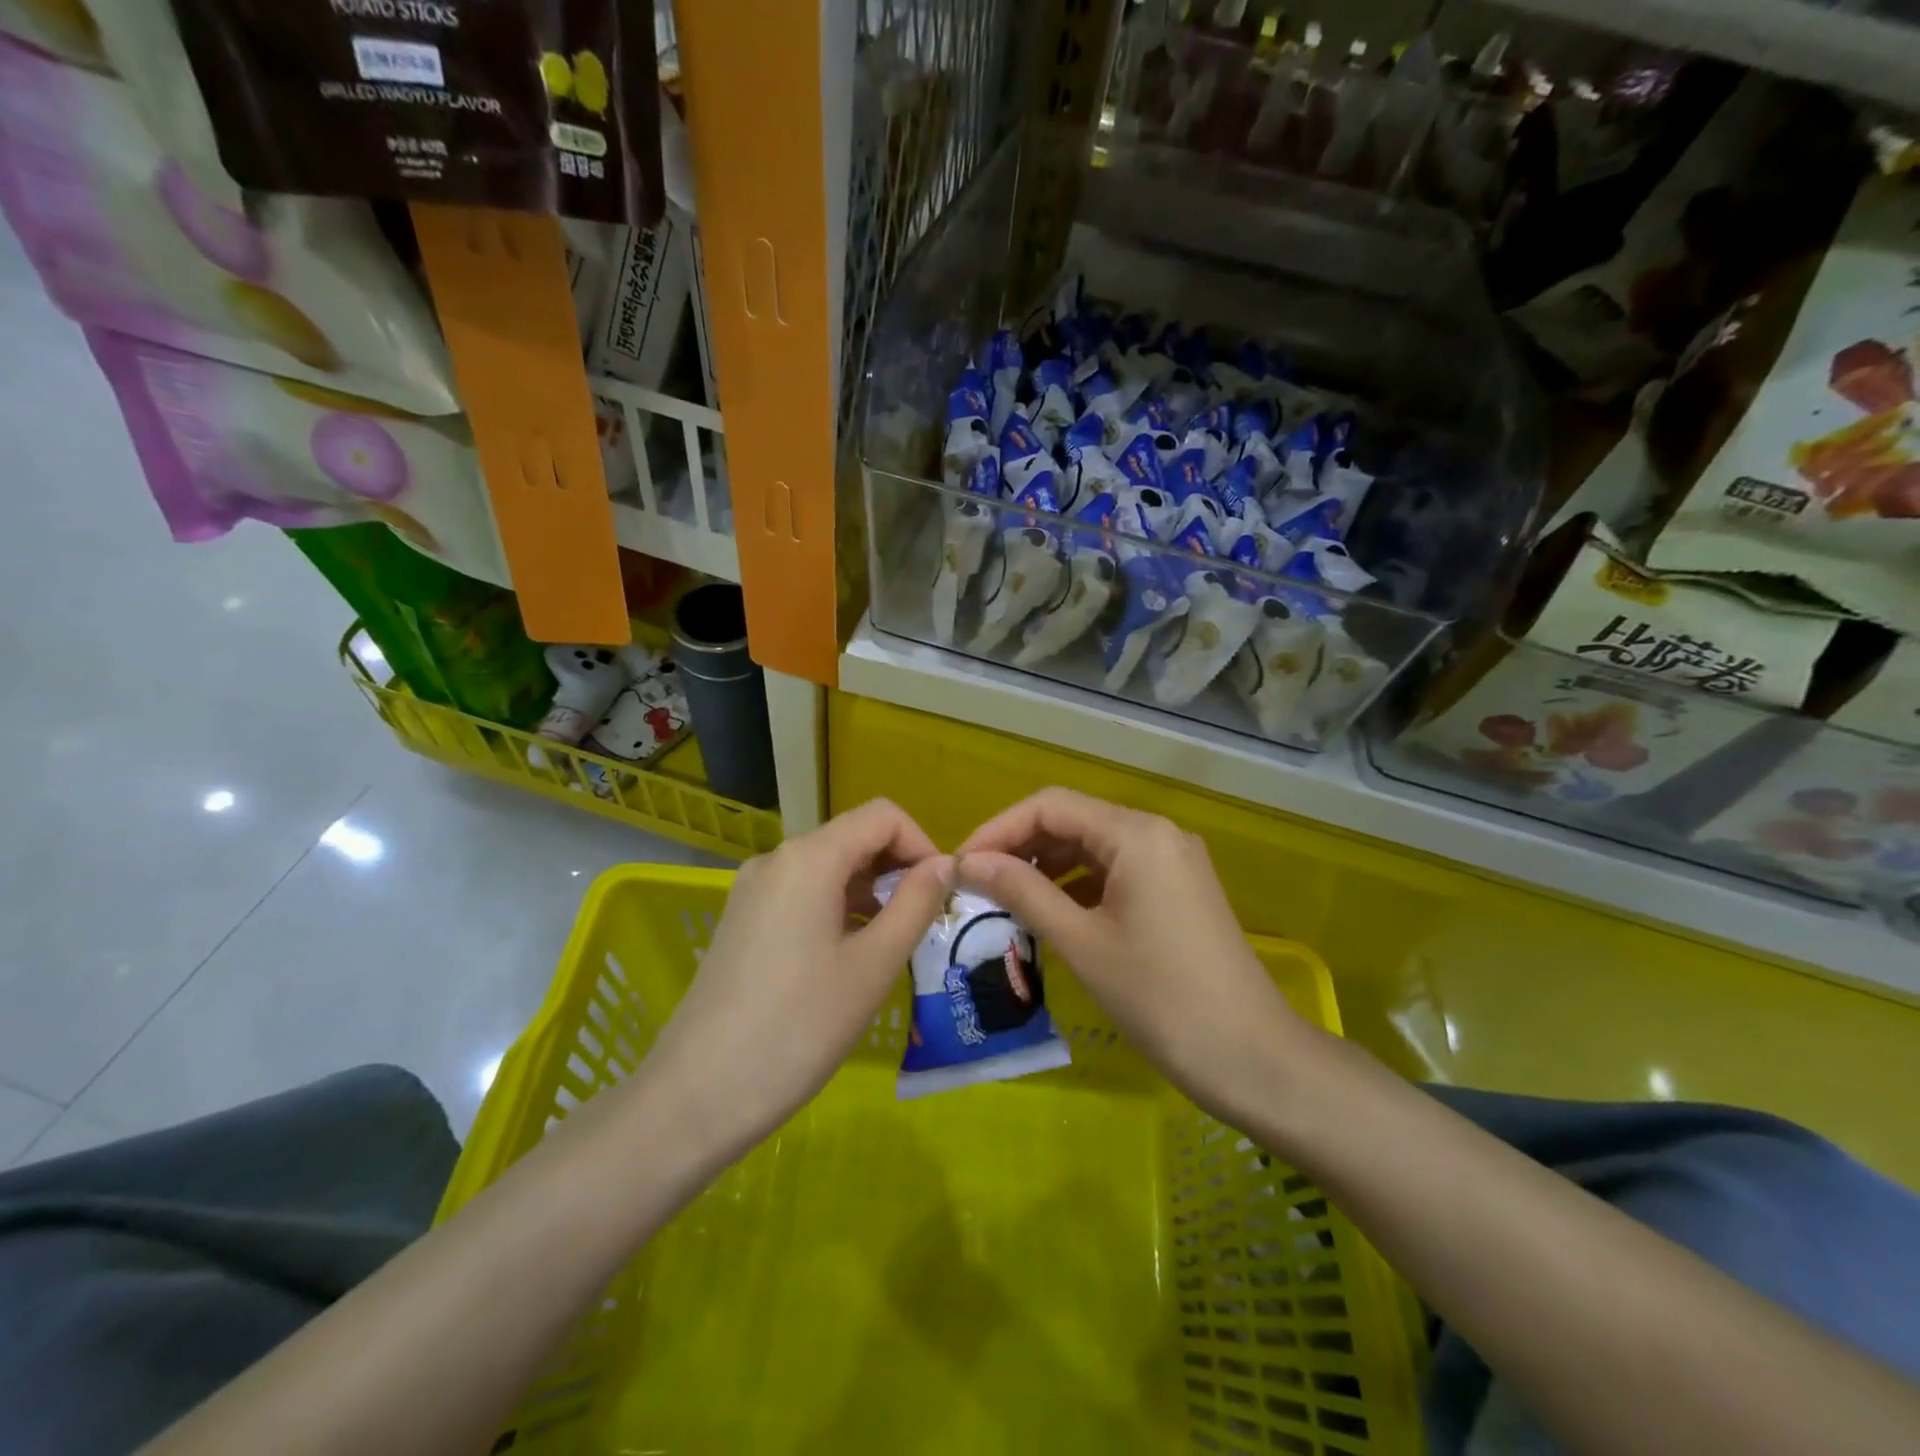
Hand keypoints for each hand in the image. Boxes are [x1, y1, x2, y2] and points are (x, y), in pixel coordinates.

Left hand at [641, 800, 951, 1159]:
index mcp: (809, 858)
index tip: (940, 895)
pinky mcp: (742, 919)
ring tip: (893, 944)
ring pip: (829, 867)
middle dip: (897, 869)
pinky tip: (851, 955)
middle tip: (924, 924)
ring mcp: (753, 889)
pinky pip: (803, 893)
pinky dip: (838, 908)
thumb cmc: (797, 1028)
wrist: (697, 1096)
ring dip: (870, 891)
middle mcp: (777, 859)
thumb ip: (915, 905)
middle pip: (853, 837)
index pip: (882, 816)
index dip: (921, 844)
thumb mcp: (872, 966)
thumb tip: (944, 864)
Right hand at [956, 788, 1307, 1125]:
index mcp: (1136, 834)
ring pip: (1094, 845)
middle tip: (977, 883)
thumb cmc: (1159, 997)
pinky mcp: (1179, 888)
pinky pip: (1117, 869)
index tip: (961, 864)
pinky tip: (1052, 910)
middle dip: (1021, 846)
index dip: (999, 829)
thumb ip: (1022, 892)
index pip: (1050, 806)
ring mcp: (1173, 860)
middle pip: (1073, 820)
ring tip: (1005, 898)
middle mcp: (1157, 832)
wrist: (1251, 1057)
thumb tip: (968, 862)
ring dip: (1048, 865)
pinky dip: (1079, 883)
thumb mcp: (1081, 942)